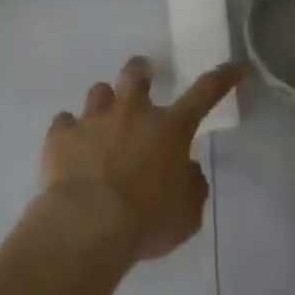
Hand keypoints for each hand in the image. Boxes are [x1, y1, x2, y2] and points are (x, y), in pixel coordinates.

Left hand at [39, 58, 241, 264]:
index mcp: (169, 128)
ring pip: (99, 91)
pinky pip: (64, 123)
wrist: (88, 226)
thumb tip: (187, 170)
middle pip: (135, 73)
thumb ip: (191, 185)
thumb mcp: (187, 213)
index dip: (221, 78)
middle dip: (141, 72)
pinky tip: (70, 148)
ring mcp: (93, 120)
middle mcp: (132, 113)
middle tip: (142, 80)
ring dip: (104, 103)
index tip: (234, 68)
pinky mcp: (61, 135)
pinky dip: (69, 132)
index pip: (204, 93)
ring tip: (102, 122)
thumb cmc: (146, 221)